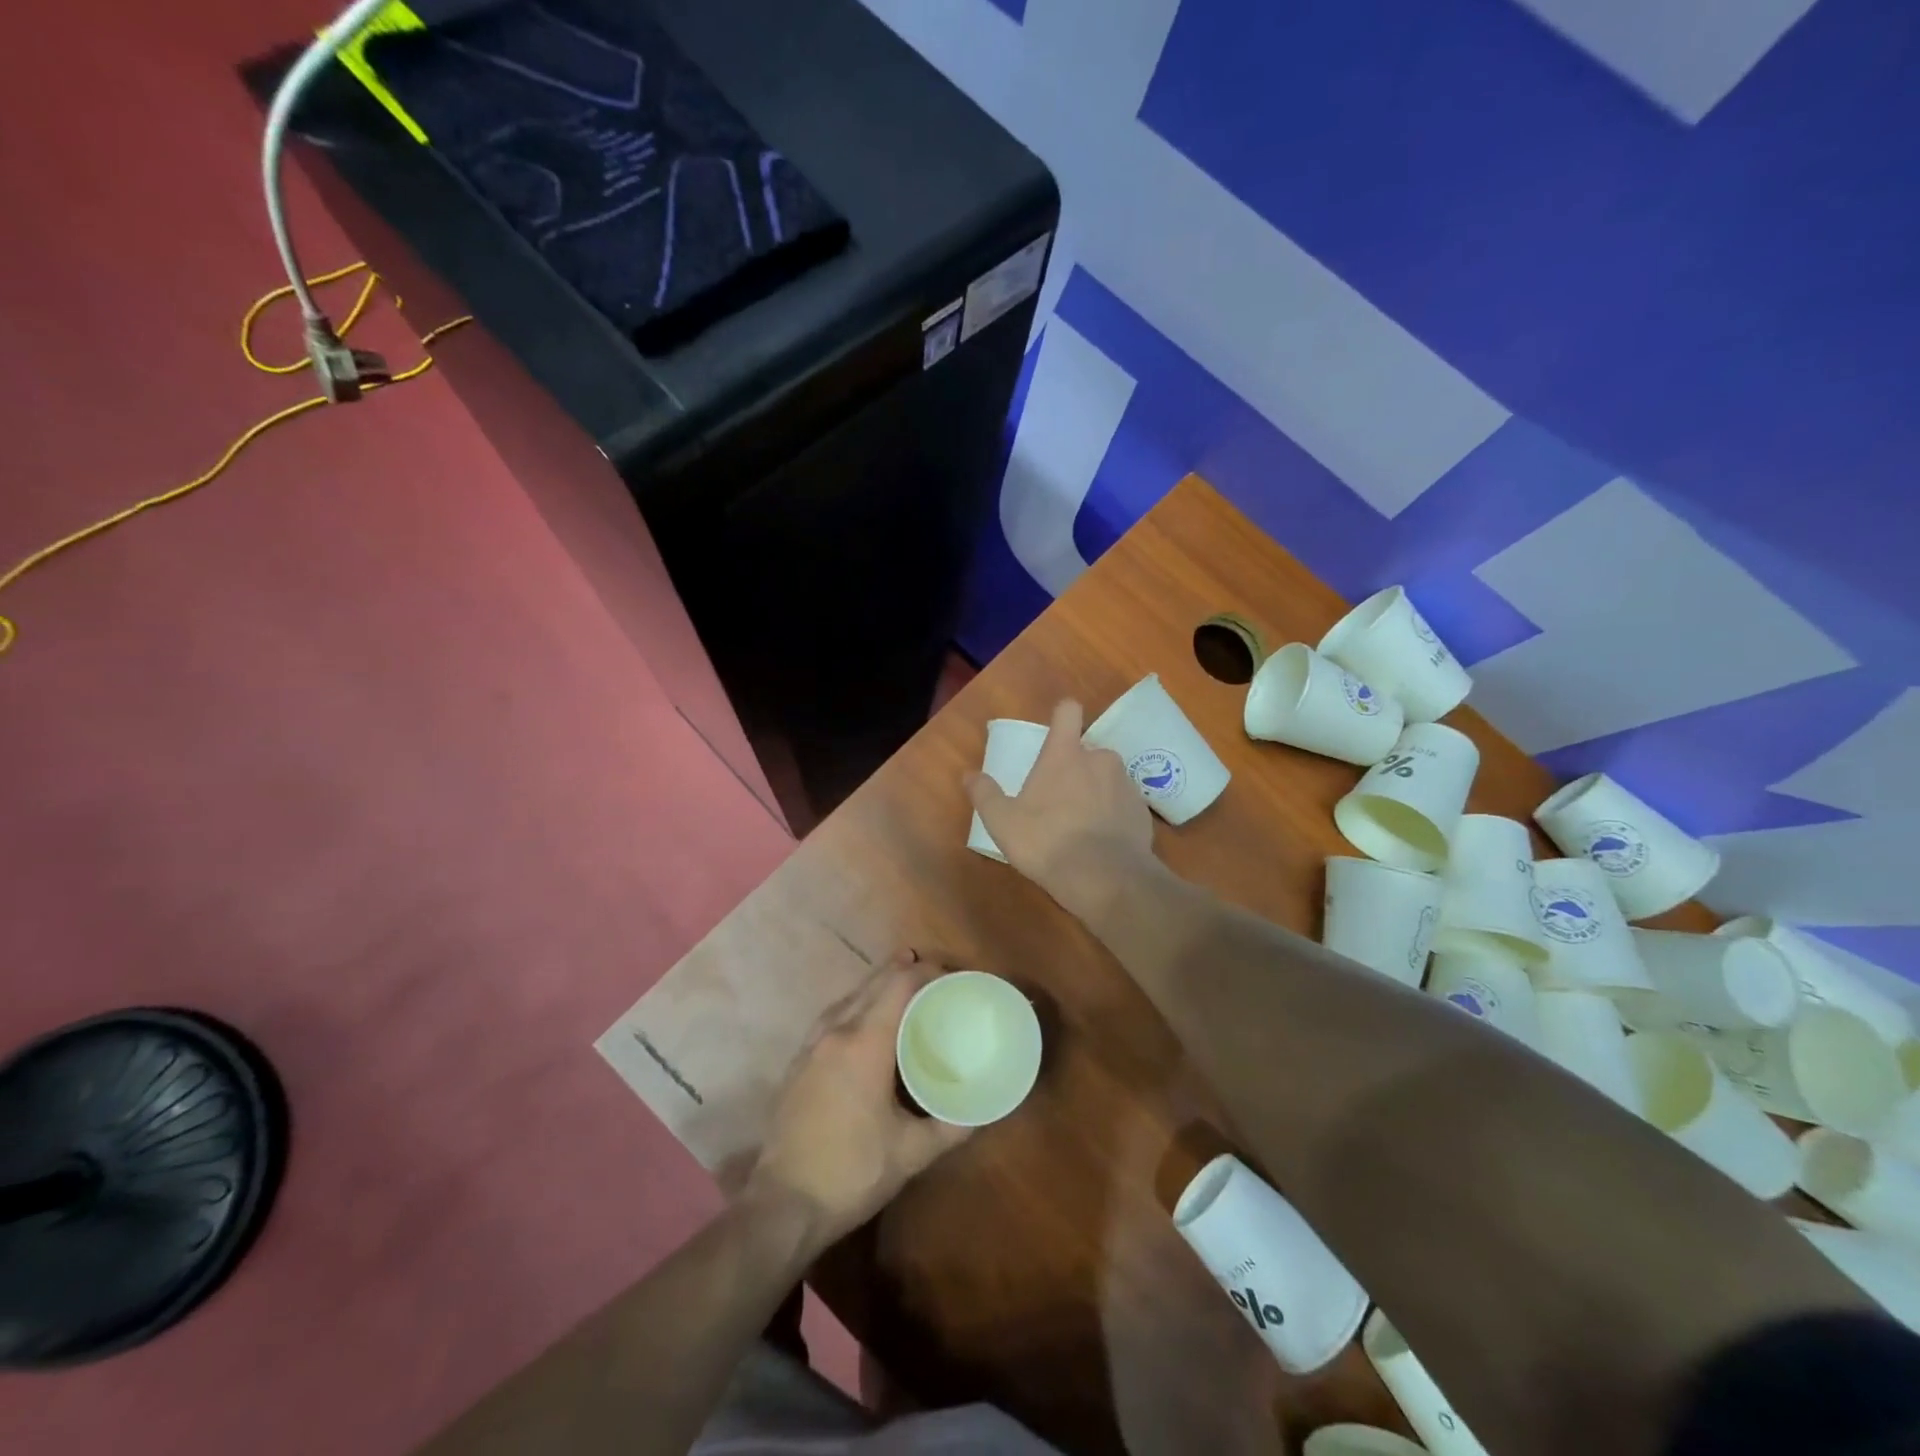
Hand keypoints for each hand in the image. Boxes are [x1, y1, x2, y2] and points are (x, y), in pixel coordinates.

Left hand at [746, 952, 971, 1247]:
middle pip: (871, 984)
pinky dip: (854, 1007)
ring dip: (875, 986)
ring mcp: (810, 1047)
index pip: (899, 986)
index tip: (950, 976)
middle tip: (931, 973)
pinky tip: (861, 1023)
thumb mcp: (912, 1153)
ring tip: (898, 986)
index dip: (925, 972)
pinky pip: (831, 1018)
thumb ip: (950, 1127)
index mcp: (865, 1042)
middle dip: (901, 971)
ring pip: (847, 998)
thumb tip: (980, 1111)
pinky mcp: (796, 1064)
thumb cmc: (852, 1172)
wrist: (783, 1206)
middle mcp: (836, 1032)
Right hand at [966, 698, 1159, 921]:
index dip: (1062, 715)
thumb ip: (985, 794)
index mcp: (1065, 754)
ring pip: (1107, 778)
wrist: (1106, 878)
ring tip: (1082, 825)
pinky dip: (1114, 816)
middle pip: (1087, 751)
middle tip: (1059, 800)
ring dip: (1096, 792)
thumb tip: (969, 775)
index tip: (1056, 730)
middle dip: (1075, 769)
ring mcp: (1126, 784)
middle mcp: (1100, 759)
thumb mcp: (1003, 822)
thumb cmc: (1047, 841)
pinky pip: (1124, 805)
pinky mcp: (1143, 812)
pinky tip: (1102, 843)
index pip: (1068, 711)